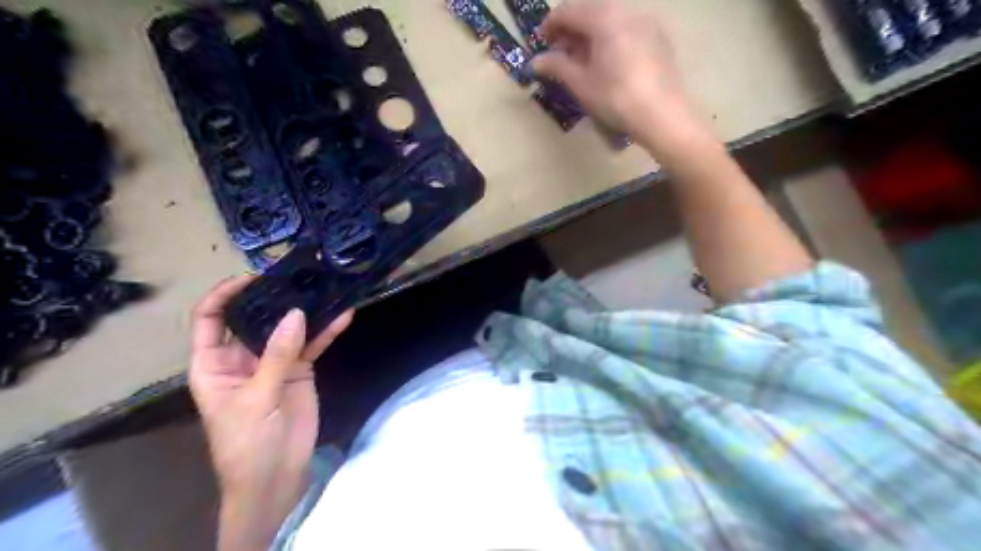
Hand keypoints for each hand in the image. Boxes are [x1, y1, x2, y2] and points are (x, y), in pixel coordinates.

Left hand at [187, 278, 352, 548]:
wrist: (276, 475)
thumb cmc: (247, 442)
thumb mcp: (256, 399)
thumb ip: (277, 356)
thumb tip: (296, 314)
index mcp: (215, 363)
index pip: (210, 319)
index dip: (224, 295)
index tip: (252, 278)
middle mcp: (243, 356)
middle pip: (255, 318)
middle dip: (274, 297)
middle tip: (298, 275)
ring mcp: (274, 361)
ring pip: (289, 328)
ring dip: (306, 311)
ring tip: (325, 288)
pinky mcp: (300, 370)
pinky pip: (313, 344)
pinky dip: (327, 331)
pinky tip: (343, 316)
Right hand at [535, 0, 713, 154]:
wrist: (662, 115)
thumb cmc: (616, 98)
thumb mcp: (581, 83)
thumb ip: (557, 66)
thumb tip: (535, 62)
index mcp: (604, 17)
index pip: (568, 10)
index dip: (550, 25)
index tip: (540, 44)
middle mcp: (626, 10)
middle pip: (590, 10)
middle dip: (571, 30)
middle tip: (559, 54)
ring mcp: (646, 22)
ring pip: (609, 19)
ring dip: (590, 34)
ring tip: (581, 61)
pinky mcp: (658, 37)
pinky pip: (626, 28)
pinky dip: (609, 38)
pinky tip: (606, 63)